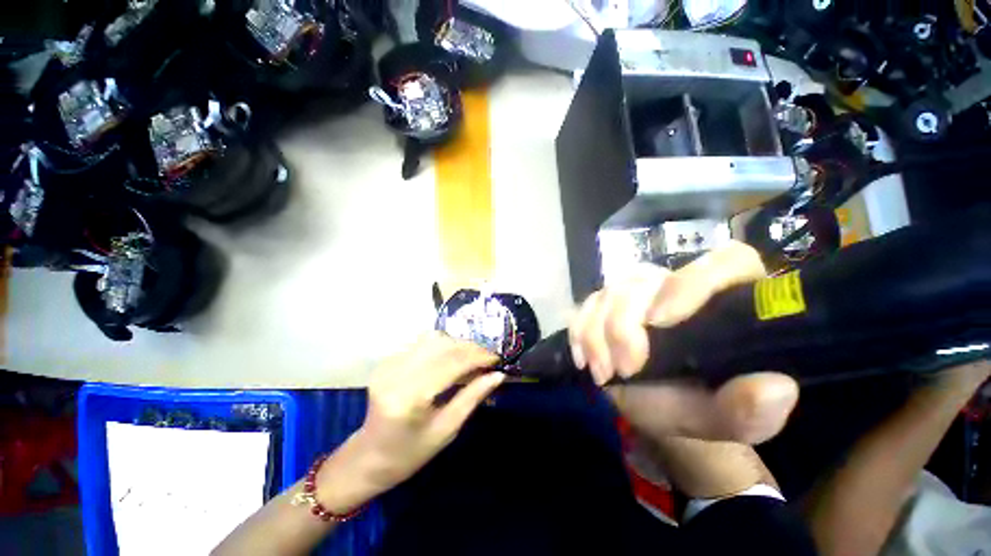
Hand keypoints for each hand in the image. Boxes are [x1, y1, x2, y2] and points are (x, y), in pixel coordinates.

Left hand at [317, 333, 502, 511]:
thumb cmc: (410, 453)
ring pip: (432, 339)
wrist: (368, 457)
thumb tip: (498, 375)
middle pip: (442, 346)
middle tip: (487, 357)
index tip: (497, 358)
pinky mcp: (387, 361)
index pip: (451, 364)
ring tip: (472, 356)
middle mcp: (396, 374)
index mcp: (410, 398)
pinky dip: (442, 346)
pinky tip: (451, 357)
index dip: (477, 357)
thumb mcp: (447, 430)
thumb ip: (472, 397)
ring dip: (457, 344)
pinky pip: (421, 343)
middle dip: (470, 348)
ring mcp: (388, 364)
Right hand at [569, 241, 798, 443]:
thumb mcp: (724, 419)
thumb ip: (752, 411)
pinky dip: (580, 332)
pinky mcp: (605, 304)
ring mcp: (636, 293)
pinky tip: (584, 360)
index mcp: (725, 301)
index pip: (724, 262)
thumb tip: (777, 388)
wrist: (654, 407)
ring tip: (604, 373)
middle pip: (644, 280)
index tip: (660, 321)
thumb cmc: (695, 406)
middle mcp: (677, 287)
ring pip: (609, 292)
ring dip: (597, 334)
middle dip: (624, 325)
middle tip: (625, 369)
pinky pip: (584, 306)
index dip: (690, 283)